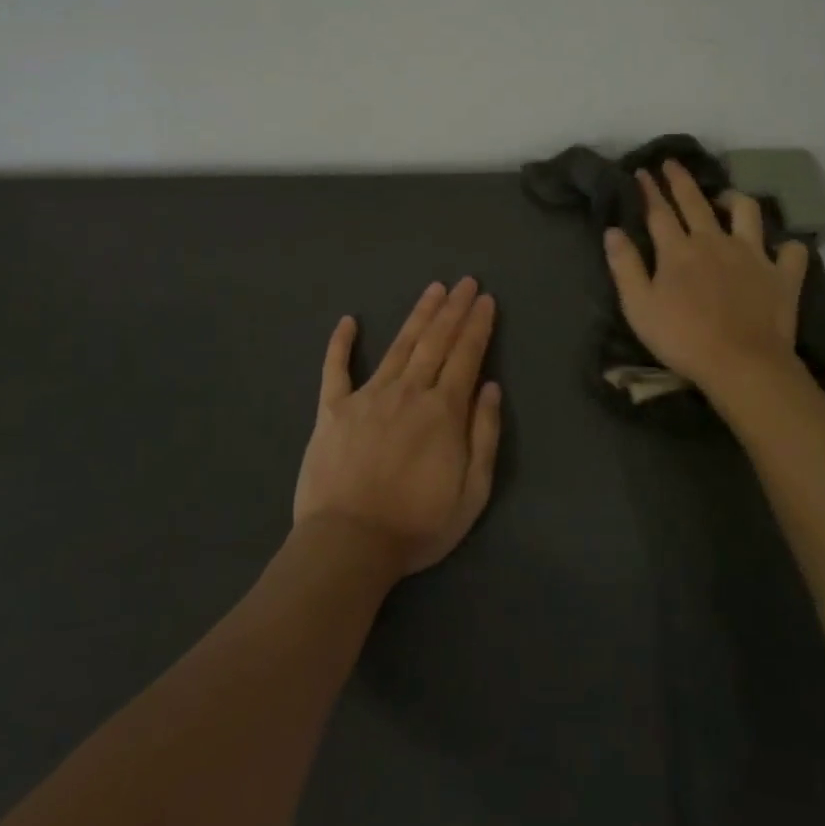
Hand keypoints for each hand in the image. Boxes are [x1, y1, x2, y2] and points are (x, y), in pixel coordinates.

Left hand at [292, 278, 501, 578]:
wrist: (349, 544)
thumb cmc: (417, 524)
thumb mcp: (472, 492)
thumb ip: (485, 435)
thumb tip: (492, 387)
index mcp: (443, 411)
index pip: (466, 356)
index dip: (478, 325)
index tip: (486, 300)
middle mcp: (408, 392)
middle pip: (435, 341)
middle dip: (454, 309)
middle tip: (465, 282)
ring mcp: (367, 396)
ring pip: (399, 346)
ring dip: (418, 315)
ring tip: (433, 289)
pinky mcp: (332, 409)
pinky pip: (335, 369)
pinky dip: (341, 344)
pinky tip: (348, 321)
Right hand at [603, 160, 811, 394]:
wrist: (741, 364)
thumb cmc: (682, 338)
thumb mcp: (639, 307)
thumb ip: (625, 266)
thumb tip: (613, 230)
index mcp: (678, 250)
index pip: (659, 211)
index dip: (649, 189)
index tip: (642, 171)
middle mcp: (715, 241)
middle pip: (696, 202)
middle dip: (681, 179)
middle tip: (672, 163)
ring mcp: (753, 255)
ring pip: (746, 211)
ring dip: (734, 199)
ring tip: (726, 199)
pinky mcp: (782, 275)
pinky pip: (791, 251)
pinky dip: (786, 246)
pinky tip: (780, 249)